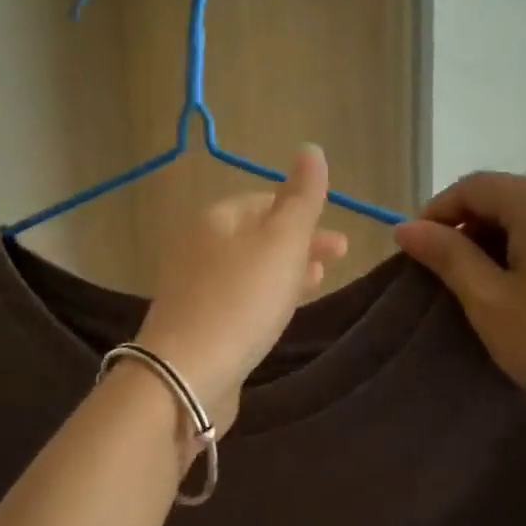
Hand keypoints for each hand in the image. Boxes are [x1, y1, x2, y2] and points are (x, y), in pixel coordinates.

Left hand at [135, 145, 348, 435]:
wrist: (186, 375)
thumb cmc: (240, 300)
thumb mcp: (281, 242)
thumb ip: (301, 198)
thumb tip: (311, 150)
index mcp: (215, 220)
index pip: (262, 202)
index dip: (302, 212)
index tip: (338, 236)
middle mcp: (198, 249)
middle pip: (256, 237)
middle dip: (299, 243)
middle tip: (338, 257)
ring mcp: (193, 290)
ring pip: (249, 270)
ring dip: (285, 271)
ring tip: (318, 282)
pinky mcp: (197, 327)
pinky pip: (239, 302)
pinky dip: (266, 298)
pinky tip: (281, 313)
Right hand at [394, 174, 525, 447]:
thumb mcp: (491, 303)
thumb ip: (447, 256)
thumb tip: (406, 227)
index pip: (474, 186)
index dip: (437, 213)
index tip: (417, 251)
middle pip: (511, 197)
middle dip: (474, 229)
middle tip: (454, 277)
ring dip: (510, 243)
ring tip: (498, 290)